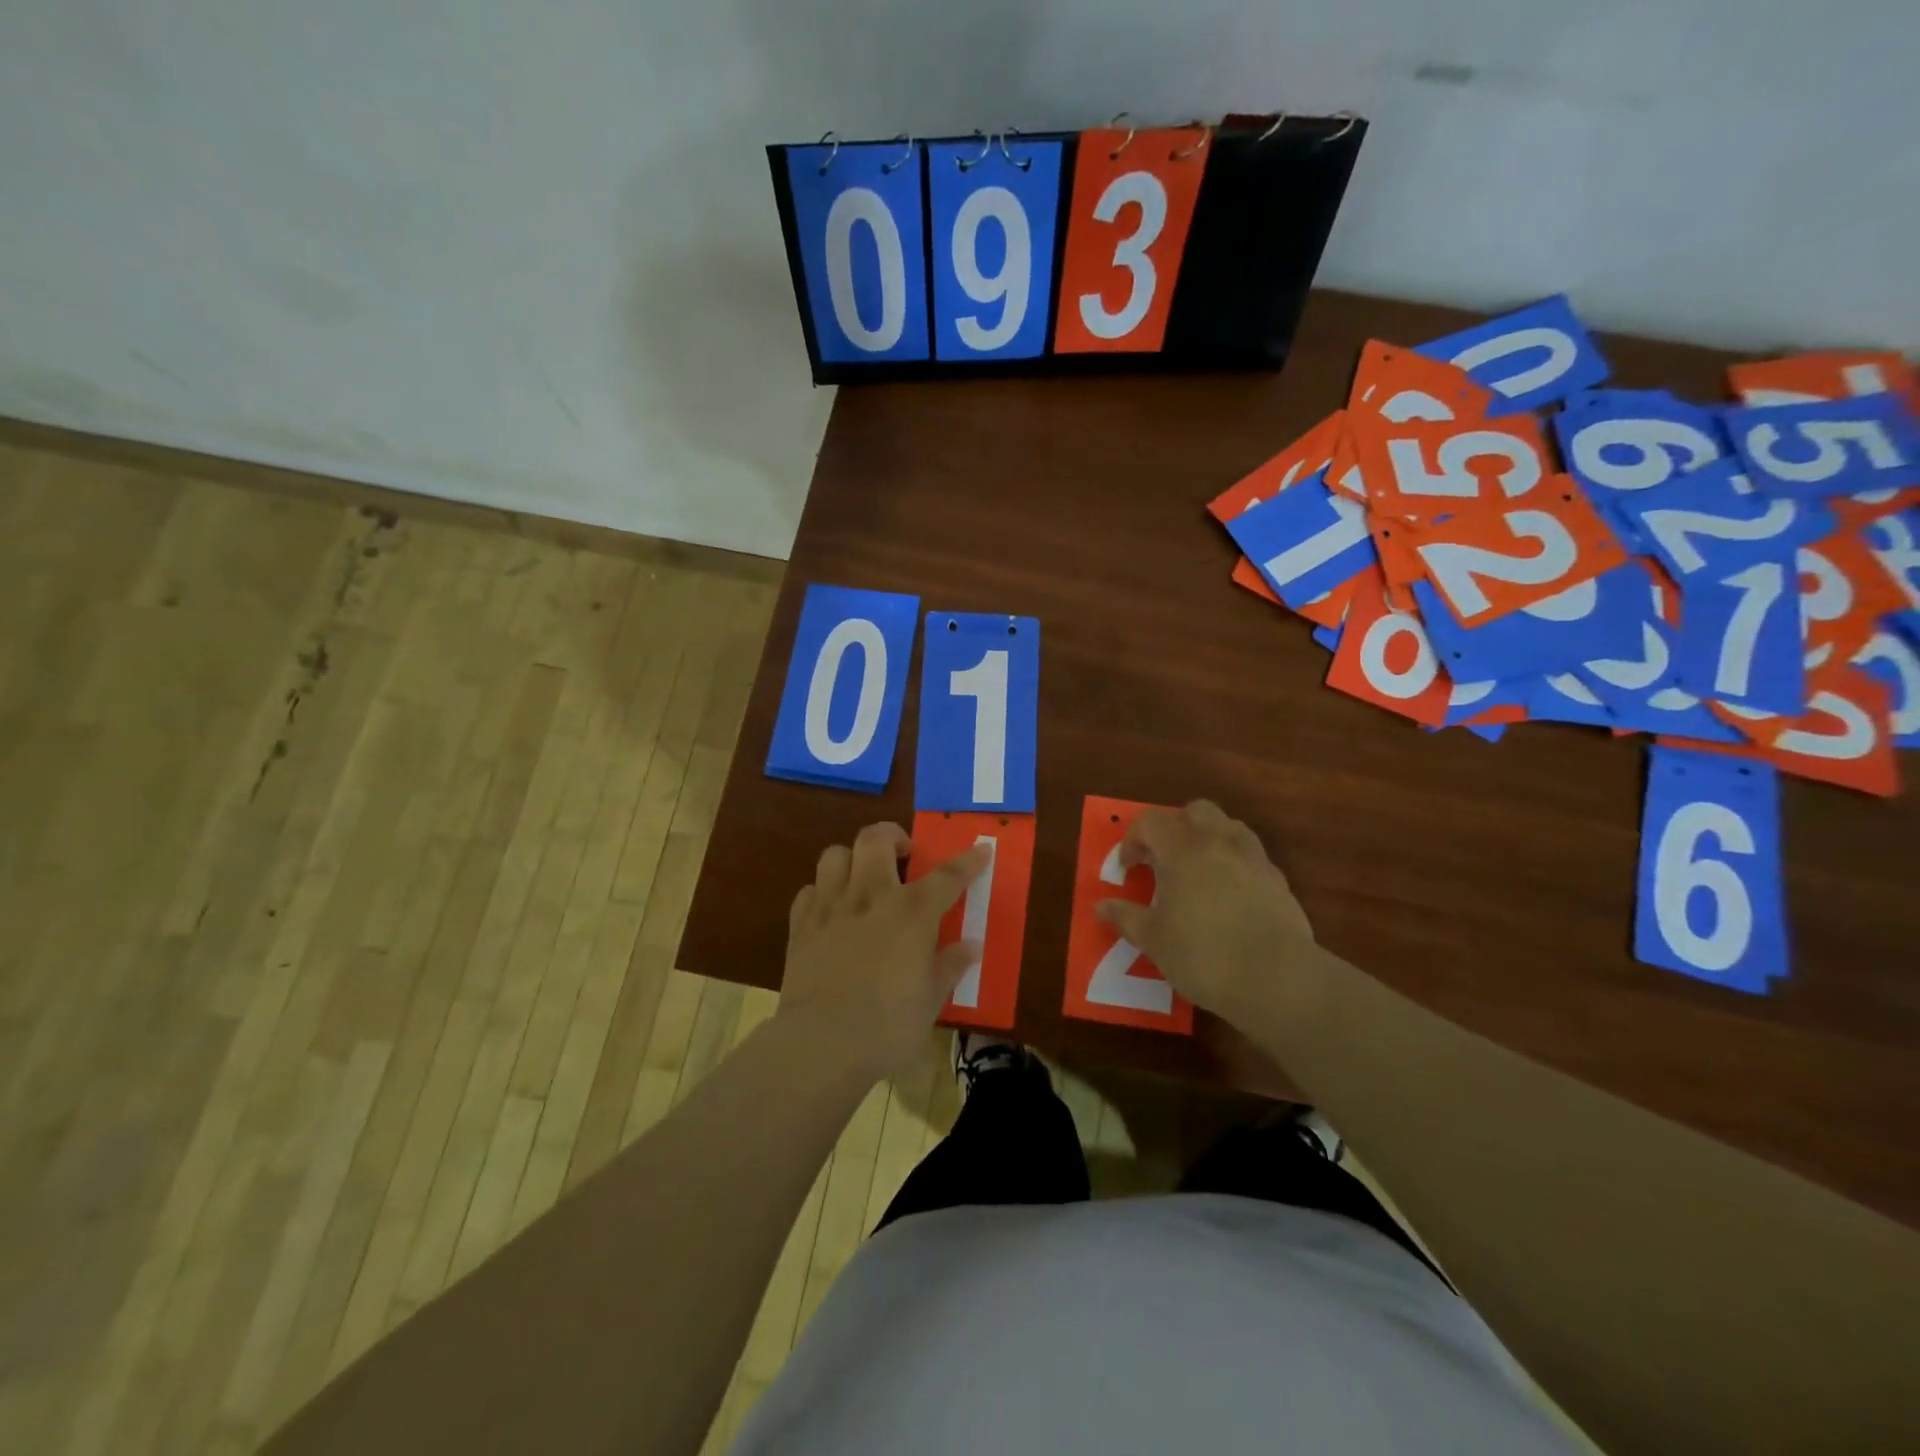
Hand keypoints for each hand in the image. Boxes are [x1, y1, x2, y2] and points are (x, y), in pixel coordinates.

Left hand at [776, 823, 988, 1080]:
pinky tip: (832, 912)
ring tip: (863, 878)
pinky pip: (809, 890)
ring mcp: (831, 906)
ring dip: (852, 858)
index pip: (947, 876)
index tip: (981, 849)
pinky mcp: (801, 925)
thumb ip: (950, 965)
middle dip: (893, 836)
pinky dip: (822, 893)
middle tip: (904, 854)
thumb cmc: (888, 1025)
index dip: (967, 861)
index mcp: (912, 912)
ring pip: (836, 854)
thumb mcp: (931, 999)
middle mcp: (871, 896)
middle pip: (876, 839)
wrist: (822, 1043)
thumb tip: (970, 946)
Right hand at [1096, 800, 1317, 1028]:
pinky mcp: (1279, 881)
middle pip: (1195, 811)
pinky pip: (1251, 857)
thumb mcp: (1154, 940)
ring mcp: (1254, 859)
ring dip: (1208, 840)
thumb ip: (1126, 918)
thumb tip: (1102, 906)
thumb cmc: (1204, 954)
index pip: (1151, 821)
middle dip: (1175, 827)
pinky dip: (1234, 865)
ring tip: (1197, 872)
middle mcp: (1220, 843)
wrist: (1278, 979)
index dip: (1133, 840)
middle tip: (1163, 860)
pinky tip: (1228, 898)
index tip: (1128, 869)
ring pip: (1229, 828)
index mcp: (1183, 849)